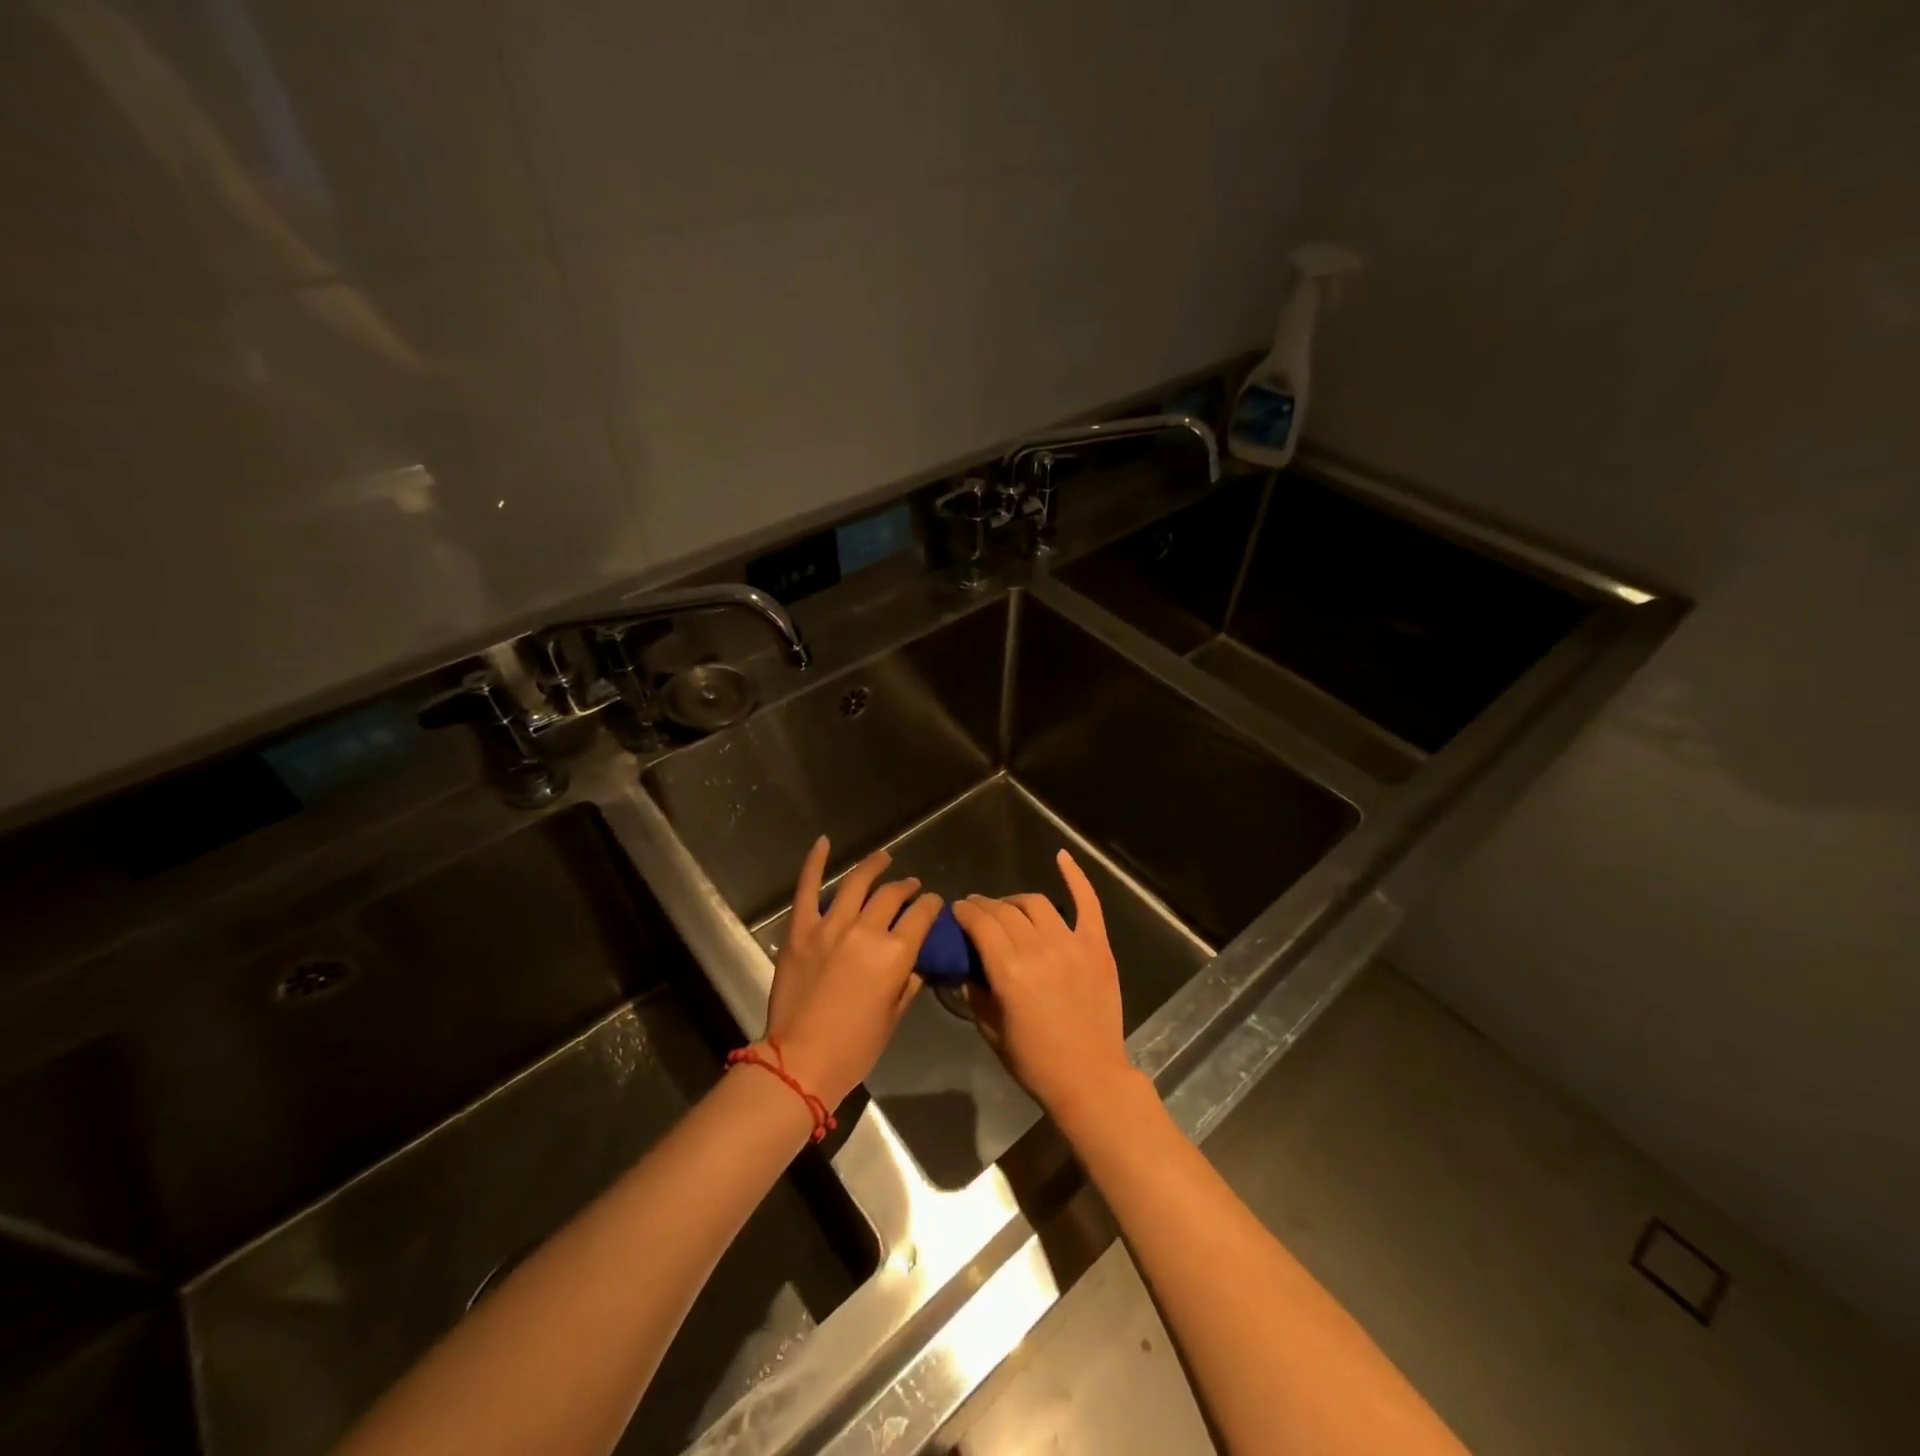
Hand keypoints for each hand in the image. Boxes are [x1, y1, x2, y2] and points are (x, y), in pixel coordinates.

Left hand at [762, 838, 941, 1110]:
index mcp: (895, 954)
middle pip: (892, 896)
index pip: (921, 915)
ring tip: (884, 858)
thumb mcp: (893, 1017)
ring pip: (857, 883)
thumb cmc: (855, 1047)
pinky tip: (823, 842)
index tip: (933, 903)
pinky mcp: (801, 929)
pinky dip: (815, 863)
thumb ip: (908, 982)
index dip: (931, 905)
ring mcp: (830, 926)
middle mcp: (866, 931)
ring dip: (874, 866)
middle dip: (906, 888)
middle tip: (911, 886)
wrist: (800, 1062)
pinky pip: (808, 888)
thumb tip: (915, 962)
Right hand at [951, 850, 1138, 1126]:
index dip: (965, 912)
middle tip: (977, 910)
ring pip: (1036, 903)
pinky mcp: (1097, 946)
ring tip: (1008, 907)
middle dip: (985, 906)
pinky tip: (1061, 856)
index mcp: (1008, 970)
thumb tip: (968, 968)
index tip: (957, 911)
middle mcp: (1038, 948)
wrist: (1090, 1078)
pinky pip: (1087, 902)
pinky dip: (1075, 876)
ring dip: (1016, 900)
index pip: (980, 924)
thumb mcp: (991, 1030)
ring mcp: (1071, 943)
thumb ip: (977, 991)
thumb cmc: (1035, 1061)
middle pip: (1005, 911)